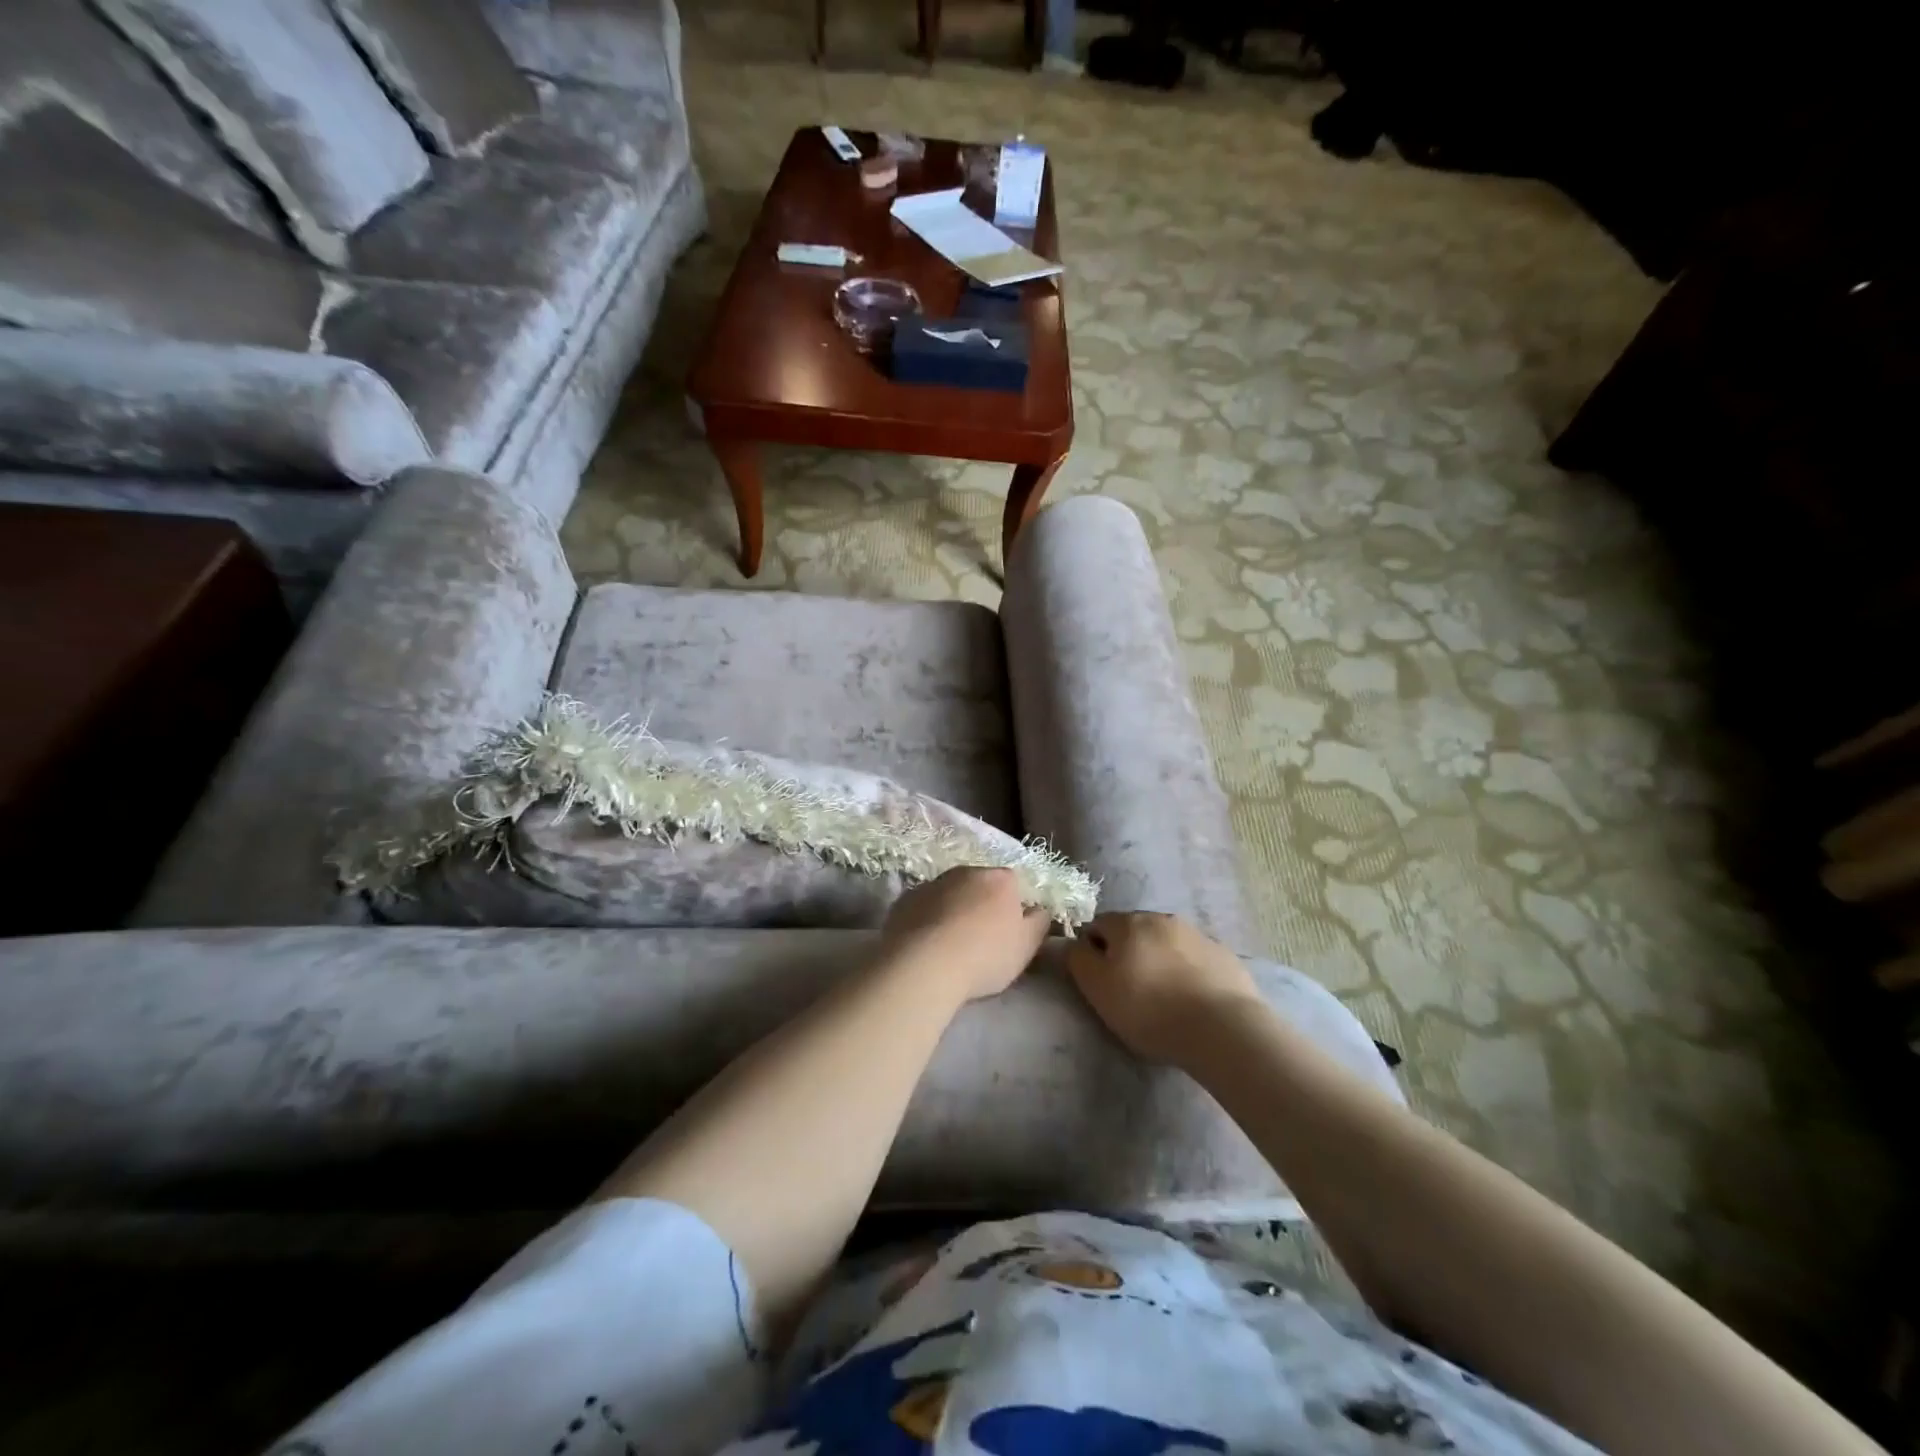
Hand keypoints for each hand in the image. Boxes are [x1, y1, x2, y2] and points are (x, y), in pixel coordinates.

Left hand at [883, 867, 1050, 1002]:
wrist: (925, 964)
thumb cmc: (985, 955)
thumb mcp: (1027, 946)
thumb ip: (1039, 922)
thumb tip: (1039, 909)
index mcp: (1000, 879)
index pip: (1013, 885)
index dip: (1012, 909)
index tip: (1007, 934)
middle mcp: (966, 871)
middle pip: (980, 886)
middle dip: (981, 906)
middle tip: (979, 941)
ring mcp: (933, 882)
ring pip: (950, 895)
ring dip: (953, 911)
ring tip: (950, 947)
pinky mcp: (906, 899)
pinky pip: (925, 907)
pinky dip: (928, 920)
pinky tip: (926, 946)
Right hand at [1065, 912, 1264, 1063]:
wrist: (1222, 1029)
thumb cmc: (1149, 1009)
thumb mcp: (1097, 988)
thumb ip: (1077, 959)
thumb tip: (1072, 943)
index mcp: (1129, 922)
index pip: (1098, 925)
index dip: (1093, 951)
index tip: (1100, 982)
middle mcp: (1163, 918)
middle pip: (1134, 931)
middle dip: (1128, 954)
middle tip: (1130, 991)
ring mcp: (1198, 935)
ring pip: (1166, 943)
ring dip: (1159, 961)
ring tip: (1164, 999)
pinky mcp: (1225, 956)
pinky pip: (1195, 960)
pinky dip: (1188, 972)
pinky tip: (1192, 1001)